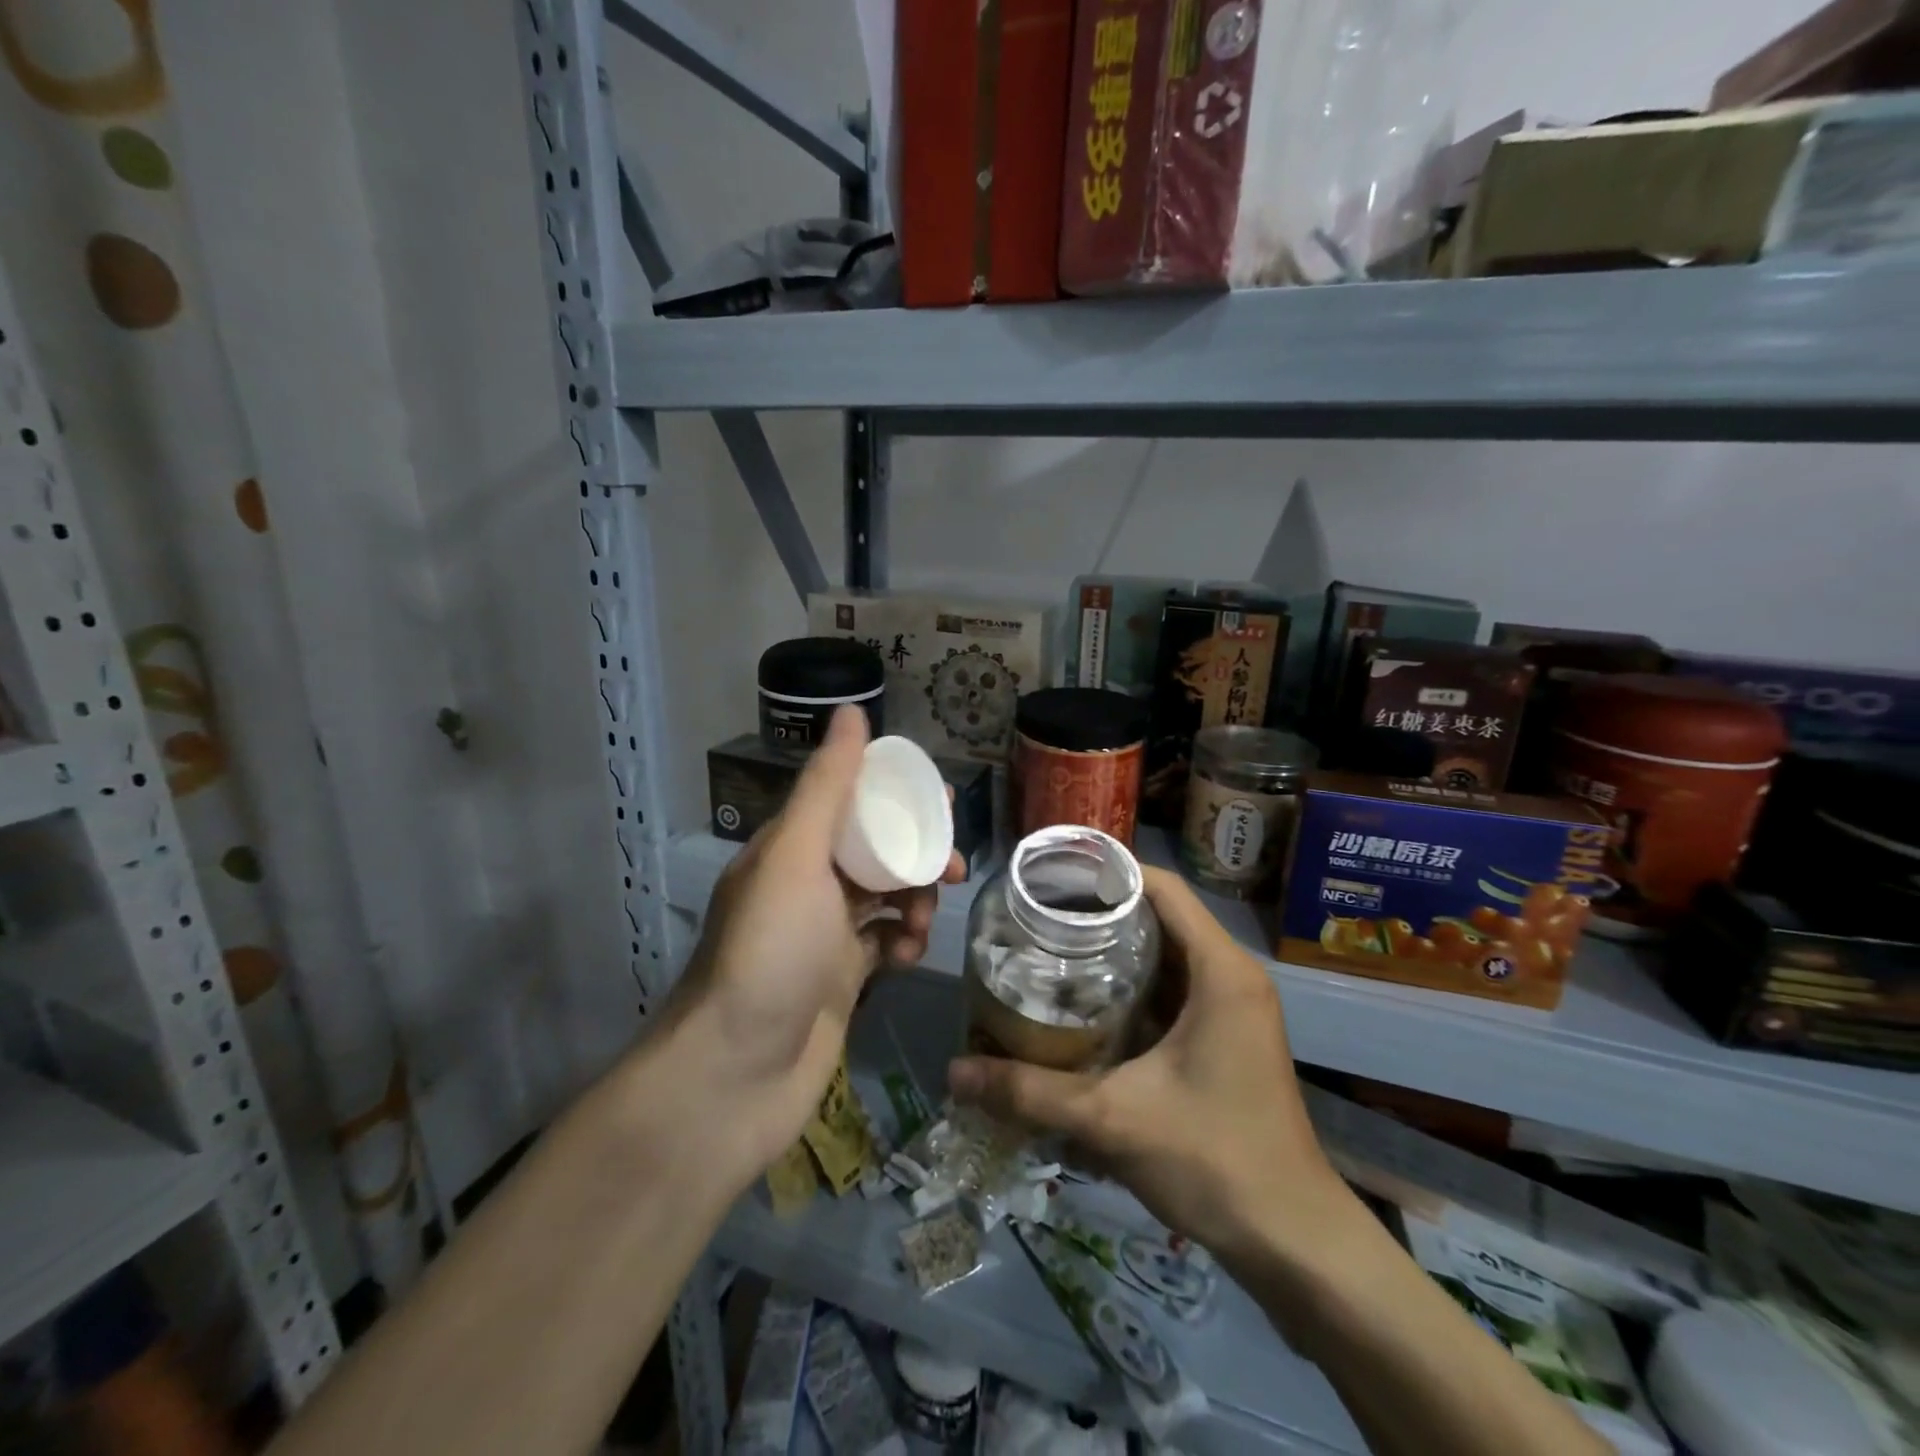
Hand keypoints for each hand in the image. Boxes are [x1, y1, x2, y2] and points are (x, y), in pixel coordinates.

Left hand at [664, 707, 963, 1181]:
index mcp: (790, 848)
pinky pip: (884, 943)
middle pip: (876, 850)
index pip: (852, 801)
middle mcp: (805, 885)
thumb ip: (828, 787)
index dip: (898, 798)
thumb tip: (851, 710)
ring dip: (913, 902)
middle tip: (951, 871)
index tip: (941, 808)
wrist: (736, 1076)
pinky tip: (907, 957)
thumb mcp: (798, 858)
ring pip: (885, 897)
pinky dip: (902, 943)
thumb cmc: (770, 953)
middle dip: (916, 856)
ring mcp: (822, 935)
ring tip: (920, 924)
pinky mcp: (840, 980)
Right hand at [947, 866, 1350, 1267]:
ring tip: (1049, 947)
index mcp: (1220, 970)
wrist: (1292, 1240)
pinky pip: (1173, 988)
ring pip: (1166, 954)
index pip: (1161, 887)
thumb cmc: (1215, 1160)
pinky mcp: (1225, 1036)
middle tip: (1035, 914)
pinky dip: (1131, 985)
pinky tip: (1085, 1001)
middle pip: (1160, 915)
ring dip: (1114, 949)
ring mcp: (1232, 1007)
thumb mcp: (1114, 1118)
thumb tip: (954, 1072)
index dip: (1106, 872)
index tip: (1050, 876)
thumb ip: (1031, 1092)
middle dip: (1099, 911)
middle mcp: (1231, 976)